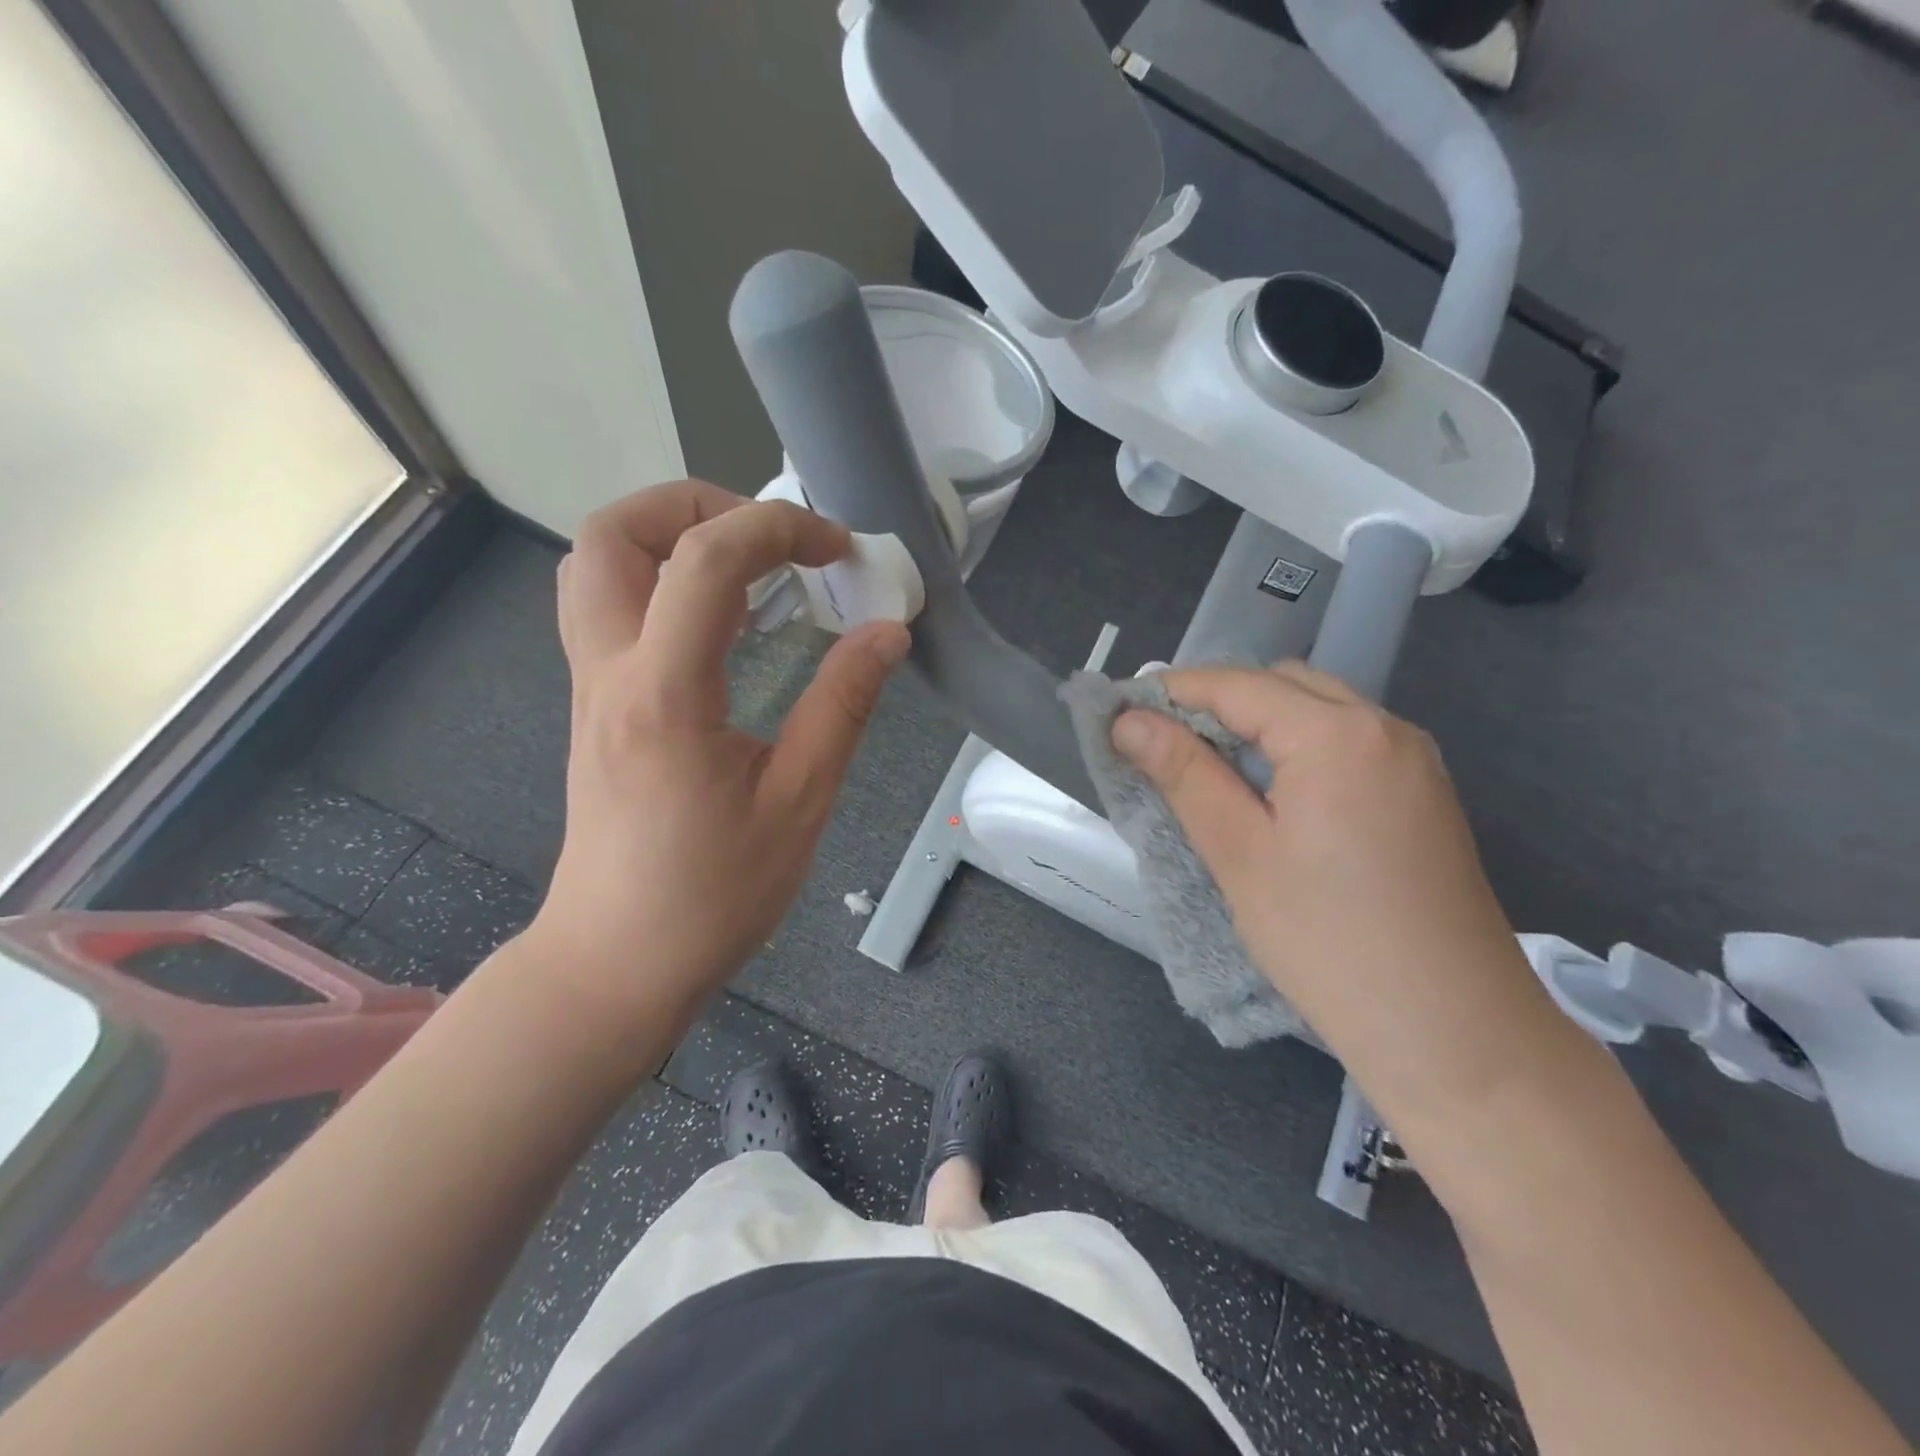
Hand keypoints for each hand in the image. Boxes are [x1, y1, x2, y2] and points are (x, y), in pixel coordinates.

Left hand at [528, 481, 908, 1028]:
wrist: (618, 961)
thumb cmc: (713, 896)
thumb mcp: (799, 803)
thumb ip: (842, 706)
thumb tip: (887, 632)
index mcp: (665, 695)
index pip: (703, 560)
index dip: (776, 528)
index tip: (838, 549)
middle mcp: (610, 673)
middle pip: (611, 534)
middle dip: (696, 505)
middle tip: (770, 538)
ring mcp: (591, 687)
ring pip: (595, 565)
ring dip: (669, 537)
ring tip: (747, 566)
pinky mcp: (595, 706)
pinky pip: (609, 608)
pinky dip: (662, 581)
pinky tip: (723, 622)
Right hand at [1113, 662, 1565, 1114]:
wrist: (1455, 1034)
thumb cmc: (1330, 941)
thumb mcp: (1239, 853)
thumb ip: (1184, 773)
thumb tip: (1129, 720)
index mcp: (1337, 735)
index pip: (1238, 685)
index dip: (1173, 692)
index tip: (1120, 714)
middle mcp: (1385, 728)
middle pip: (1284, 683)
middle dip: (1218, 701)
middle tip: (1162, 744)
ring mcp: (1413, 762)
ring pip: (1320, 710)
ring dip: (1259, 722)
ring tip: (1207, 769)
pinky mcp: (1423, 796)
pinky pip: (1348, 743)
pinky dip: (1298, 746)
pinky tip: (1271, 794)